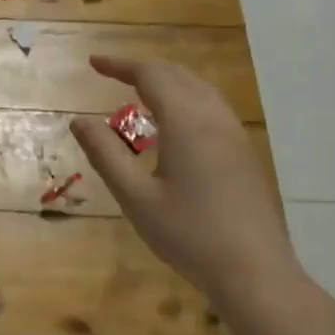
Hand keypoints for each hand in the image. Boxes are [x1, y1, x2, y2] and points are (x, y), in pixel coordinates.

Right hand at [70, 57, 334, 334]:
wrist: (254, 271)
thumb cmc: (188, 235)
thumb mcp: (136, 198)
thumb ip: (105, 155)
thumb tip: (79, 120)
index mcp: (186, 123)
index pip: (151, 75)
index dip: (120, 65)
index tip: (93, 63)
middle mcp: (214, 119)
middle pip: (179, 76)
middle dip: (143, 69)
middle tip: (112, 74)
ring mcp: (235, 135)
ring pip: (200, 90)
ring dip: (168, 82)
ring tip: (140, 92)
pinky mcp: (245, 154)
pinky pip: (213, 108)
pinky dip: (186, 99)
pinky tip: (174, 125)